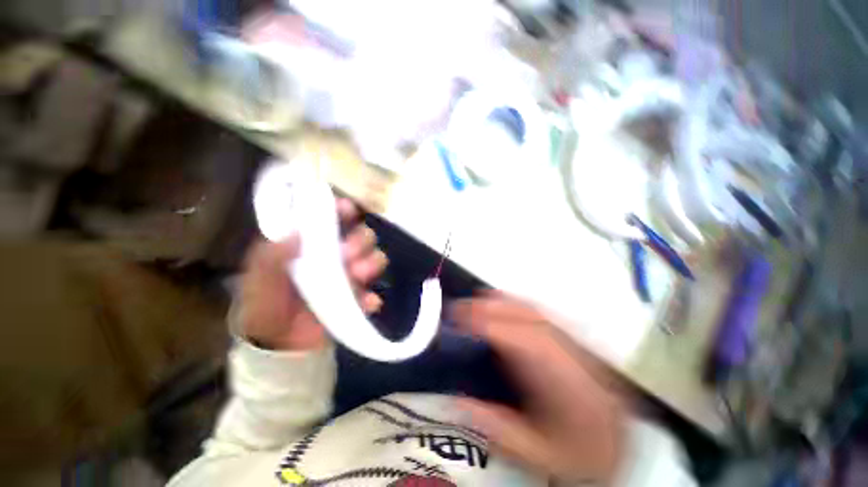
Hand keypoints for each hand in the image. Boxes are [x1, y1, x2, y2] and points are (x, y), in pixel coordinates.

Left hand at [240, 199, 387, 350]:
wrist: (276, 343)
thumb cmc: (265, 302)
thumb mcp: (259, 277)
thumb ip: (272, 255)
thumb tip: (297, 233)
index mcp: (315, 244)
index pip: (335, 219)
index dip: (344, 210)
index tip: (347, 210)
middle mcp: (338, 255)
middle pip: (364, 236)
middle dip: (361, 240)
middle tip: (347, 254)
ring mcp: (351, 277)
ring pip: (376, 259)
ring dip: (371, 264)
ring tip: (357, 276)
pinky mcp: (358, 299)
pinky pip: (374, 294)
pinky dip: (372, 298)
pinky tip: (366, 303)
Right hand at [451, 293, 625, 483]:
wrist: (622, 447)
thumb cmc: (581, 453)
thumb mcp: (538, 454)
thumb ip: (496, 427)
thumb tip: (456, 400)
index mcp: (563, 381)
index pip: (519, 341)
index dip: (487, 324)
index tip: (459, 319)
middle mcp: (570, 352)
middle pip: (527, 317)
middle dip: (490, 307)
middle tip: (461, 308)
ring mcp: (575, 341)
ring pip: (536, 310)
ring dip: (503, 301)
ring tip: (478, 299)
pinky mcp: (575, 338)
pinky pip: (543, 313)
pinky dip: (519, 303)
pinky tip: (506, 303)